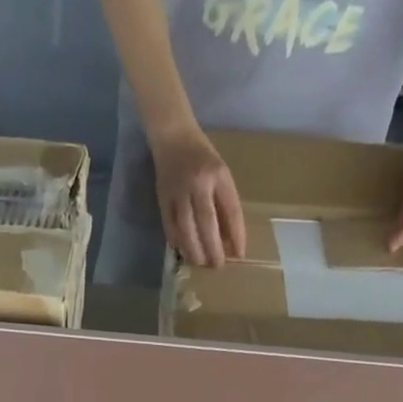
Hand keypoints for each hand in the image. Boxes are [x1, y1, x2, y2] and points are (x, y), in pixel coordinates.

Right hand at [152, 128, 246, 267]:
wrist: (173, 136)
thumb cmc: (202, 156)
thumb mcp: (220, 173)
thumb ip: (225, 202)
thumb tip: (229, 237)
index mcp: (218, 175)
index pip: (232, 210)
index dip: (237, 235)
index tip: (239, 255)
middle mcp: (199, 183)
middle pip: (207, 223)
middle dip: (213, 248)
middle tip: (217, 266)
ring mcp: (178, 191)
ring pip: (186, 228)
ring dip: (194, 249)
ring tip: (200, 262)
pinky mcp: (163, 198)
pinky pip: (170, 226)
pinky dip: (177, 241)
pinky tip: (182, 251)